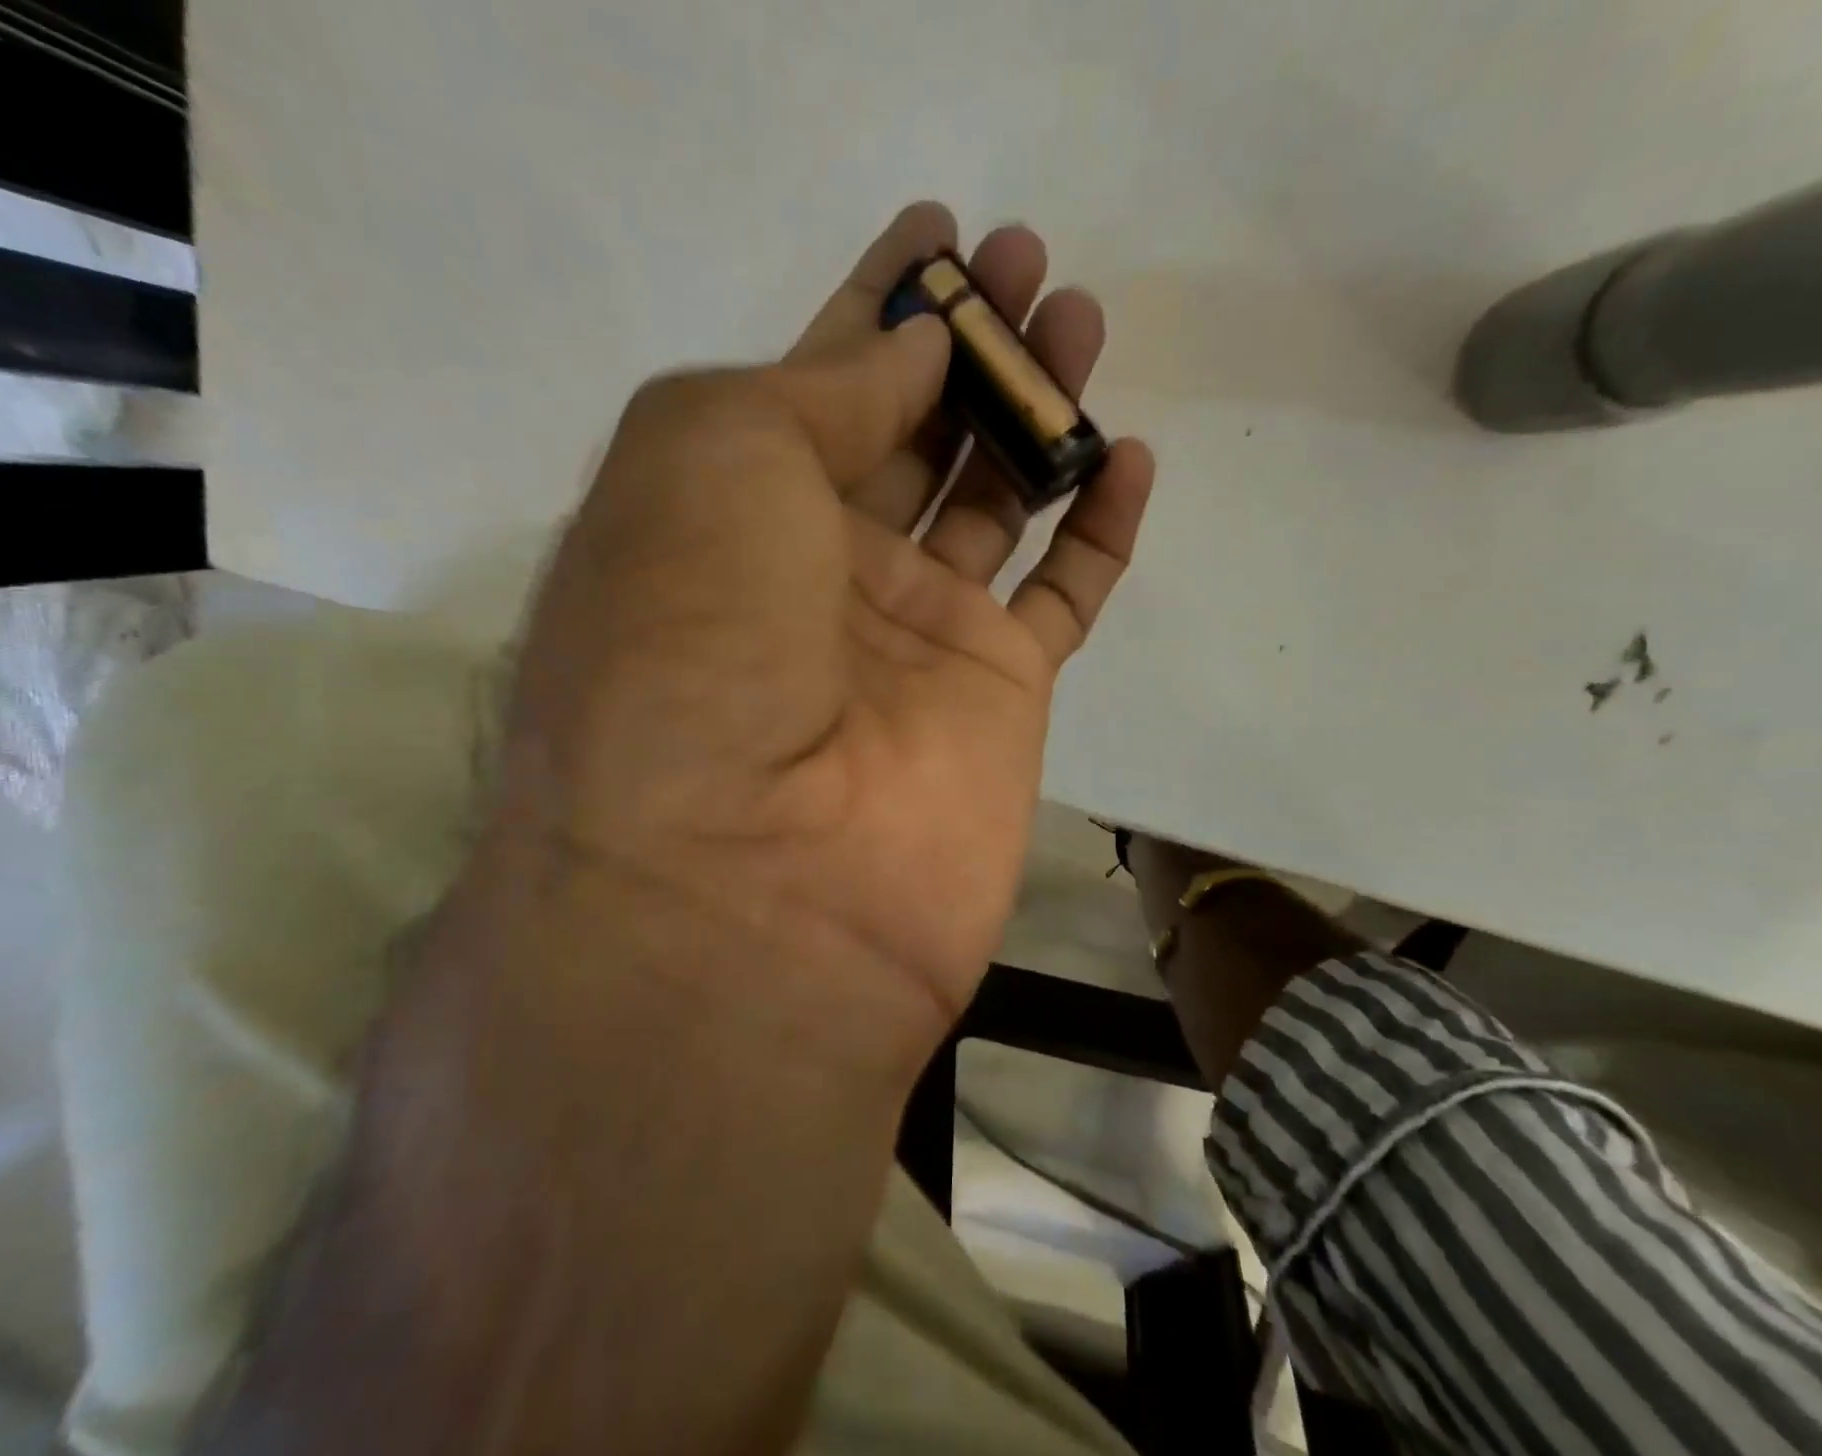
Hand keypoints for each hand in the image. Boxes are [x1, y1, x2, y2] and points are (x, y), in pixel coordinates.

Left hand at [494, 203, 1154, 1046]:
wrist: (753, 881)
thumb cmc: (694, 647)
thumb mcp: (710, 459)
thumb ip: (818, 390)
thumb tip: (912, 353)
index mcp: (730, 517)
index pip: (814, 383)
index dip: (874, 303)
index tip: (938, 230)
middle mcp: (818, 576)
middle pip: (909, 435)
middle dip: (966, 346)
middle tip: (1026, 263)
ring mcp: (912, 642)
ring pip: (993, 502)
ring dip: (1036, 412)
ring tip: (1082, 323)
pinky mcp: (997, 700)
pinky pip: (1062, 598)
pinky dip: (1098, 531)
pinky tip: (1126, 460)